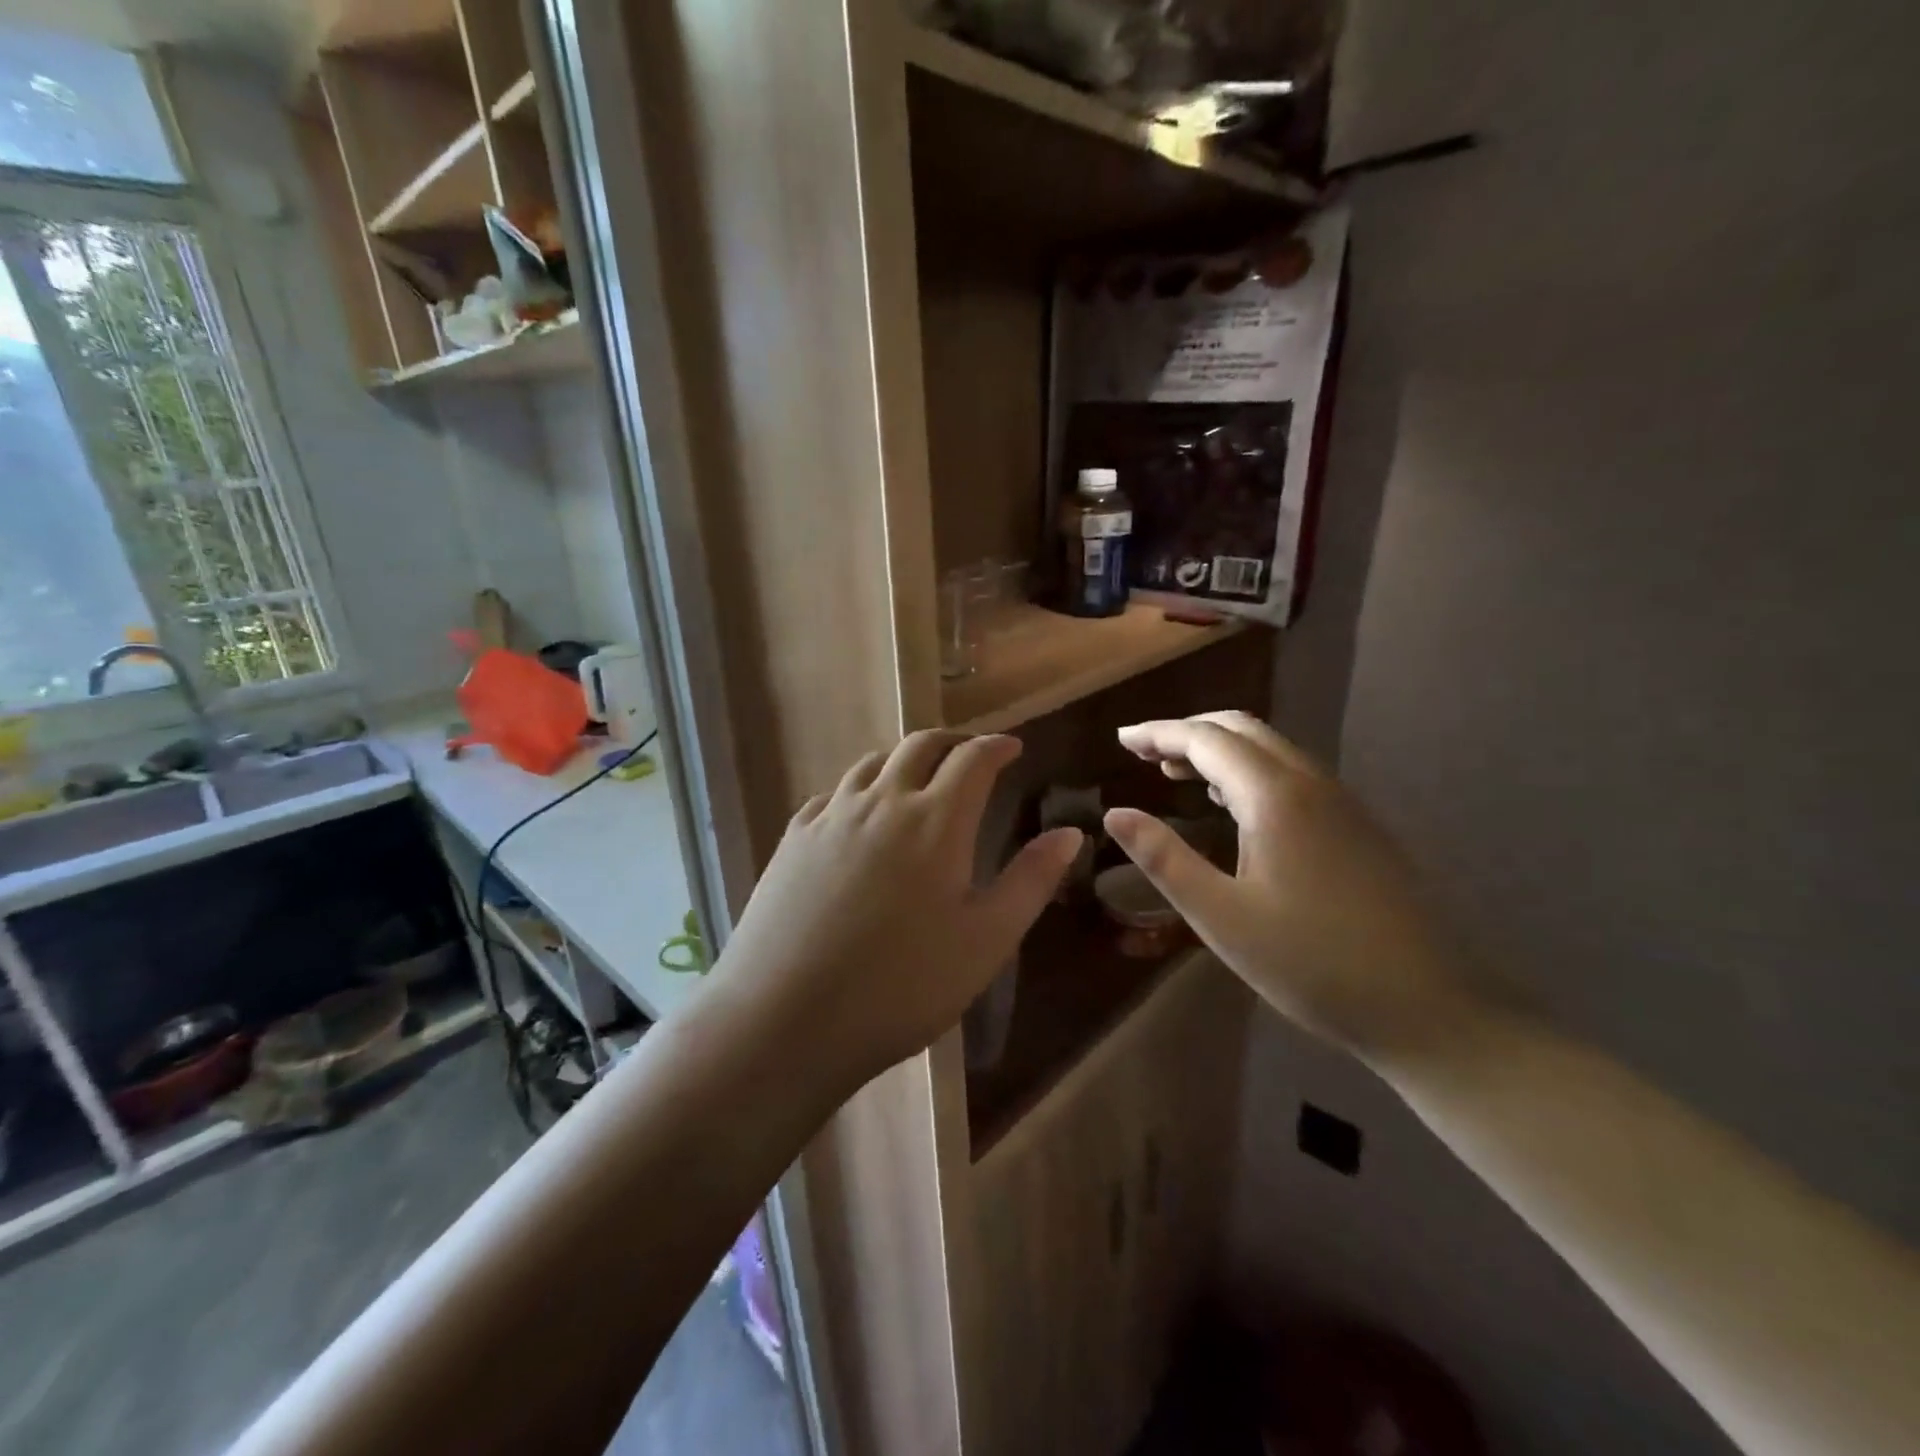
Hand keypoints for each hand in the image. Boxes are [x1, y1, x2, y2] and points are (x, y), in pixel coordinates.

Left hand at [715, 732, 1082, 1089]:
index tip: (1012, 747)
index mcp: (936, 821)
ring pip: (873, 763)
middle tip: (970, 754)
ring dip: (904, 760)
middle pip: (920, 745)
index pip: (973, 759)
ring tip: (918, 779)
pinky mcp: (793, 838)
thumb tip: (1070, 832)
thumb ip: (1031, 880)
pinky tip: (858, 816)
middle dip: (952, 741)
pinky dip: (860, 789)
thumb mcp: (986, 940)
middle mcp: (883, 802)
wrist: (785, 1017)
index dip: (997, 746)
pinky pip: (834, 794)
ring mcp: (831, 816)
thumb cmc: (902, 985)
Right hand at [1104, 712, 1477, 1063]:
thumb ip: (1164, 859)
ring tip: (1174, 772)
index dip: (1158, 732)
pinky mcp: (1357, 827)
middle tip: (1142, 752)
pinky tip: (1231, 803)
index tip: (1120, 740)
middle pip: (1241, 729)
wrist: (1429, 1007)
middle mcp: (1311, 784)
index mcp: (1275, 797)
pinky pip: (1291, 774)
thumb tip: (1115, 814)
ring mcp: (1342, 803)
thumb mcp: (1221, 916)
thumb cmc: (1311, 963)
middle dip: (1187, 731)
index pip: (1205, 739)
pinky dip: (1248, 771)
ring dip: (1219, 750)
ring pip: (1270, 750)